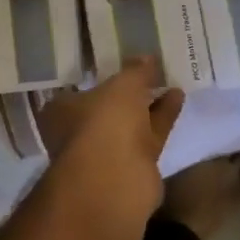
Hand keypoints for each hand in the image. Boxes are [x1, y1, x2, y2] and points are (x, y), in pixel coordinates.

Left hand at [36, 59, 183, 228]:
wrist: (116, 181)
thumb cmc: (105, 122)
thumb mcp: (123, 86)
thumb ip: (136, 71)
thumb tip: (147, 58)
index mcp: (61, 111)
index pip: (78, 89)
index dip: (100, 77)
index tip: (120, 65)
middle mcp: (79, 132)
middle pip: (106, 108)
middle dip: (128, 92)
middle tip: (149, 71)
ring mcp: (105, 152)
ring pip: (130, 123)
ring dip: (150, 104)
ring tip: (170, 80)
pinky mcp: (132, 167)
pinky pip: (148, 135)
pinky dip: (162, 117)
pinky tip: (178, 97)